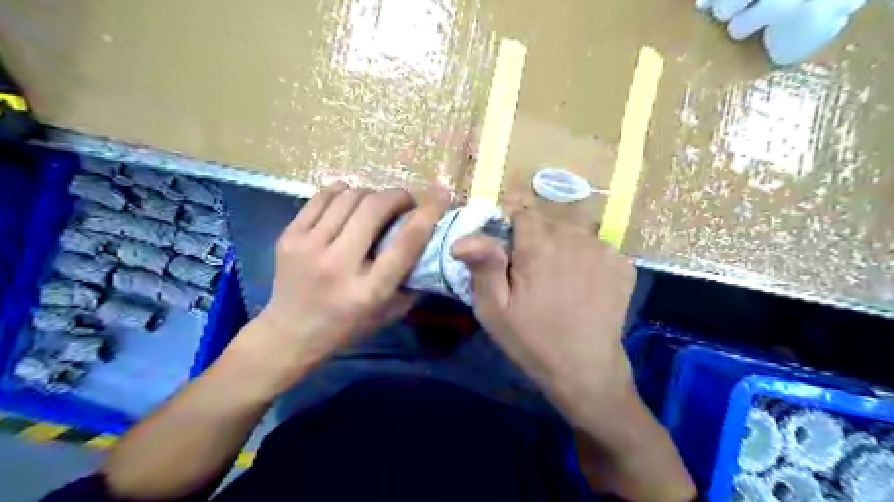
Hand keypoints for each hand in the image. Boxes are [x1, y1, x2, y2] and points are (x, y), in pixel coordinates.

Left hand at [233, 185, 449, 392]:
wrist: (289, 334)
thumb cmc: (346, 327)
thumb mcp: (389, 313)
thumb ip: (413, 281)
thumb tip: (433, 246)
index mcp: (369, 290)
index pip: (405, 243)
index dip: (428, 214)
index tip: (442, 196)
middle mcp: (339, 265)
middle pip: (374, 209)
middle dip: (397, 196)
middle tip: (404, 202)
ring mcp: (309, 248)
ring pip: (349, 197)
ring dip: (371, 194)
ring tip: (376, 204)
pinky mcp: (289, 237)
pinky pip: (322, 197)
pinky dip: (342, 192)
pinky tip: (349, 201)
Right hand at [455, 210, 634, 432]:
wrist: (586, 371)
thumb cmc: (532, 341)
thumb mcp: (494, 310)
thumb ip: (483, 268)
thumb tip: (462, 239)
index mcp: (538, 246)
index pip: (521, 213)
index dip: (511, 229)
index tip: (509, 252)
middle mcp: (574, 238)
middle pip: (548, 222)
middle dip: (536, 239)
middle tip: (532, 273)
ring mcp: (603, 250)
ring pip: (573, 233)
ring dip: (562, 247)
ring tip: (558, 280)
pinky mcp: (623, 265)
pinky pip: (596, 248)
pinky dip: (587, 259)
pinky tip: (584, 285)